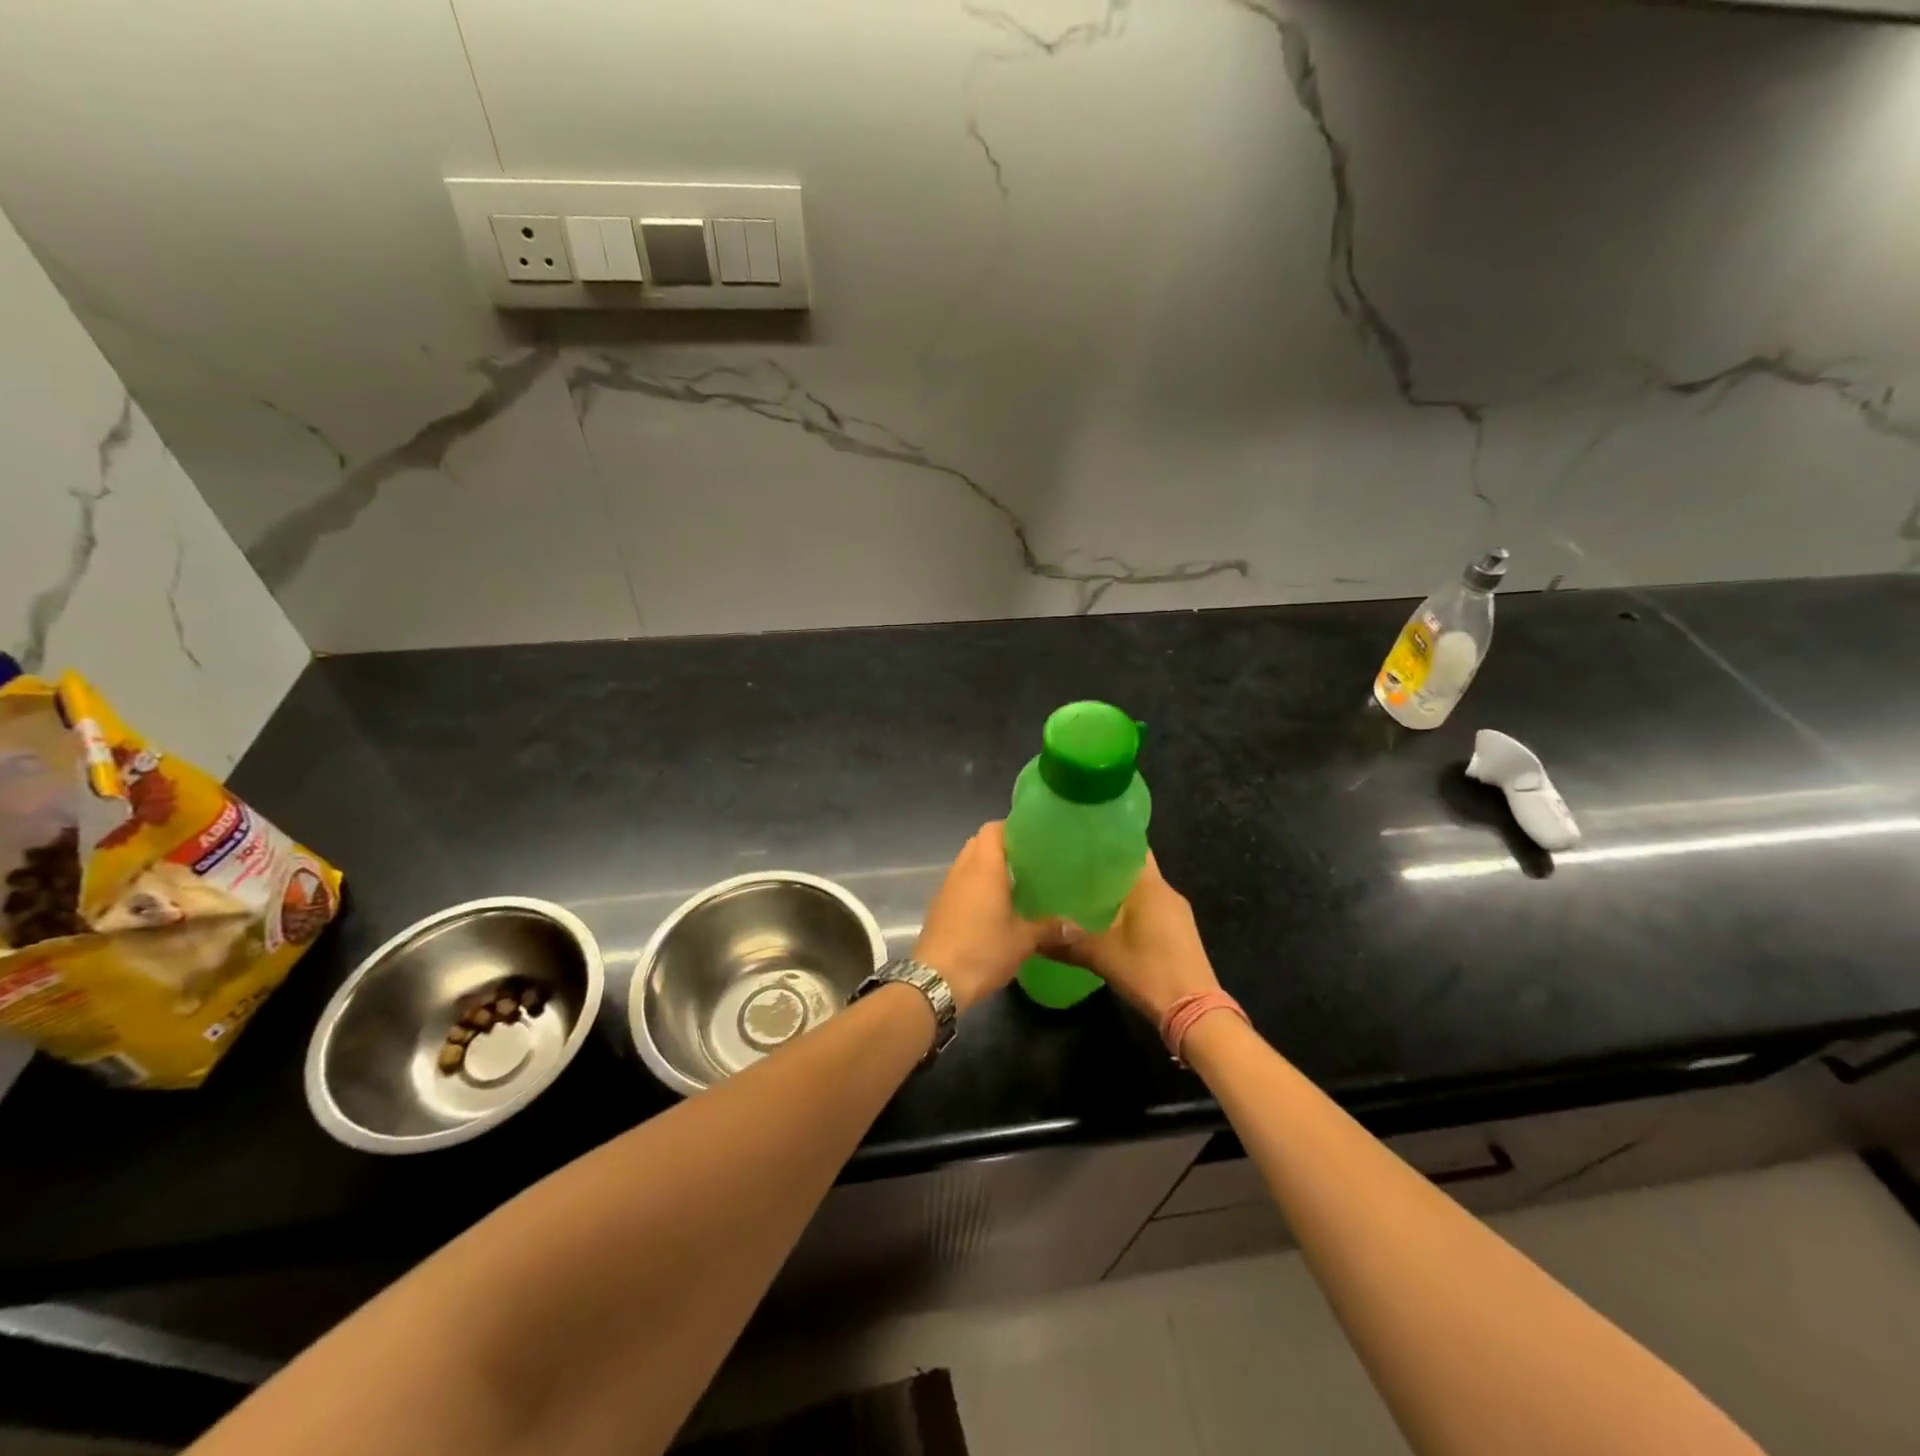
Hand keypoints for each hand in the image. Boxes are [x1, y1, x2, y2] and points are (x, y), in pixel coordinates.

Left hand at [913, 822, 1055, 1012]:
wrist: (936, 980)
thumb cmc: (982, 951)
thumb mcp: (1023, 941)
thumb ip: (1050, 928)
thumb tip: (1078, 927)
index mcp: (984, 867)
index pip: (993, 829)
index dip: (1011, 828)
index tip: (1033, 838)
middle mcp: (962, 870)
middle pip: (979, 843)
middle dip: (1001, 847)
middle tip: (1028, 861)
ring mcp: (946, 887)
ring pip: (967, 863)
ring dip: (986, 867)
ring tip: (1013, 882)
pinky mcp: (938, 906)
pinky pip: (959, 883)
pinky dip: (974, 886)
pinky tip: (992, 906)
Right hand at [1049, 853, 1219, 1023]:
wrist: (1194, 1011)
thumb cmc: (1148, 970)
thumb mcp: (1101, 955)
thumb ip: (1066, 942)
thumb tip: (1032, 937)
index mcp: (1151, 886)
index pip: (1131, 846)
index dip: (1106, 839)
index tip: (1080, 838)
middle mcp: (1166, 892)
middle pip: (1134, 867)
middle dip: (1105, 866)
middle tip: (1071, 866)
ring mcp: (1176, 913)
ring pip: (1142, 889)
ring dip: (1117, 889)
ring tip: (1083, 891)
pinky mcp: (1178, 932)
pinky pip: (1149, 907)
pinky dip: (1129, 907)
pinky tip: (1107, 919)